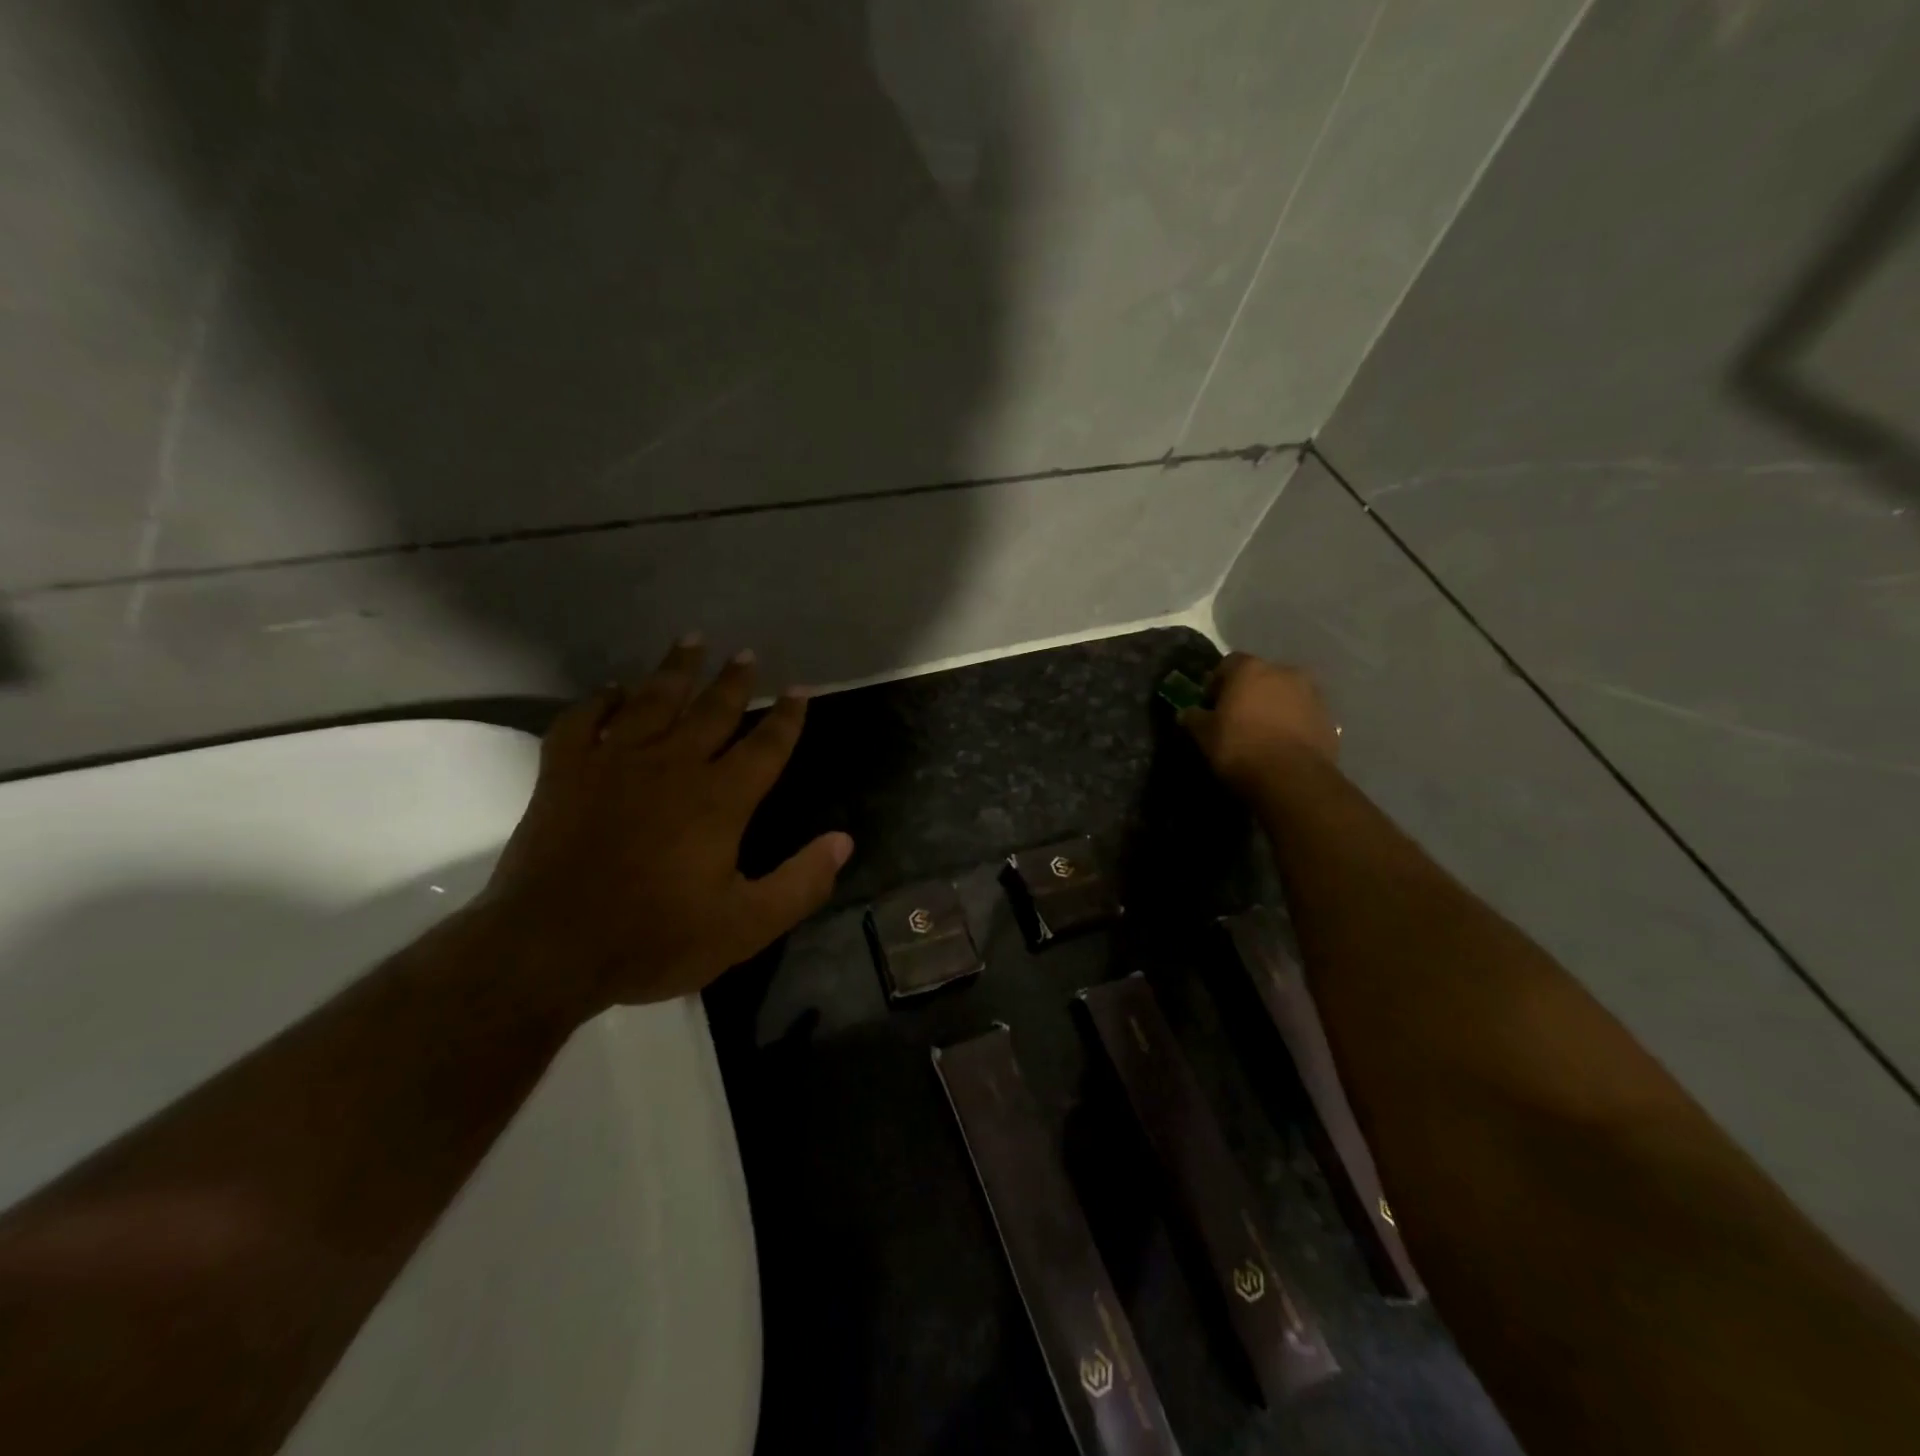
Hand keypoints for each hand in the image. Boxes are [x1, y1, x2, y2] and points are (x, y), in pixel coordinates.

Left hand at [479, 638, 852, 1014]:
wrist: (548, 950)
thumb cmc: (654, 939)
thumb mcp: (745, 926)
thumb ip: (801, 883)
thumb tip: (843, 841)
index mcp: (719, 799)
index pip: (765, 746)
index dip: (787, 717)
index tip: (800, 690)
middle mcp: (672, 766)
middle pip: (711, 711)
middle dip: (734, 681)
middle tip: (747, 654)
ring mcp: (614, 764)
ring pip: (652, 701)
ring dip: (675, 670)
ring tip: (692, 640)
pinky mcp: (565, 773)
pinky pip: (583, 721)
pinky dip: (599, 701)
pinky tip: (612, 690)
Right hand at [1179, 653, 1339, 791]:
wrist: (1292, 779)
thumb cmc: (1240, 748)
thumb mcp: (1204, 735)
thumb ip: (1194, 718)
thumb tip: (1187, 712)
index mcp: (1251, 669)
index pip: (1228, 663)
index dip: (1217, 682)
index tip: (1211, 704)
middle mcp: (1285, 672)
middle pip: (1261, 676)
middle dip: (1249, 692)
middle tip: (1237, 717)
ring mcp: (1312, 694)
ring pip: (1286, 693)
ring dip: (1274, 706)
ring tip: (1263, 732)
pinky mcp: (1329, 718)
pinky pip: (1304, 714)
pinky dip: (1293, 723)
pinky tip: (1283, 744)